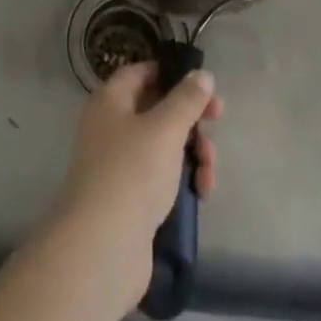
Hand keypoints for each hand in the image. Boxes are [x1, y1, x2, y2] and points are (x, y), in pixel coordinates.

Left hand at [52, 62, 221, 302]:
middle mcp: (111, 127)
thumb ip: (187, 100)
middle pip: (157, 109)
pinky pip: (161, 177)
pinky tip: (201, 192)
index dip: (170, 73)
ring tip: (208, 171)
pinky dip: (183, 179)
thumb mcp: (165, 129)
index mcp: (110, 101)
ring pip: (164, 145)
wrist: (103, 247)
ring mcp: (120, 165)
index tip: (201, 84)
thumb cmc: (132, 172)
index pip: (141, 72)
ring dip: (193, 152)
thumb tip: (203, 75)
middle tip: (217, 121)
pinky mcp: (130, 199)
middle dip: (190, 118)